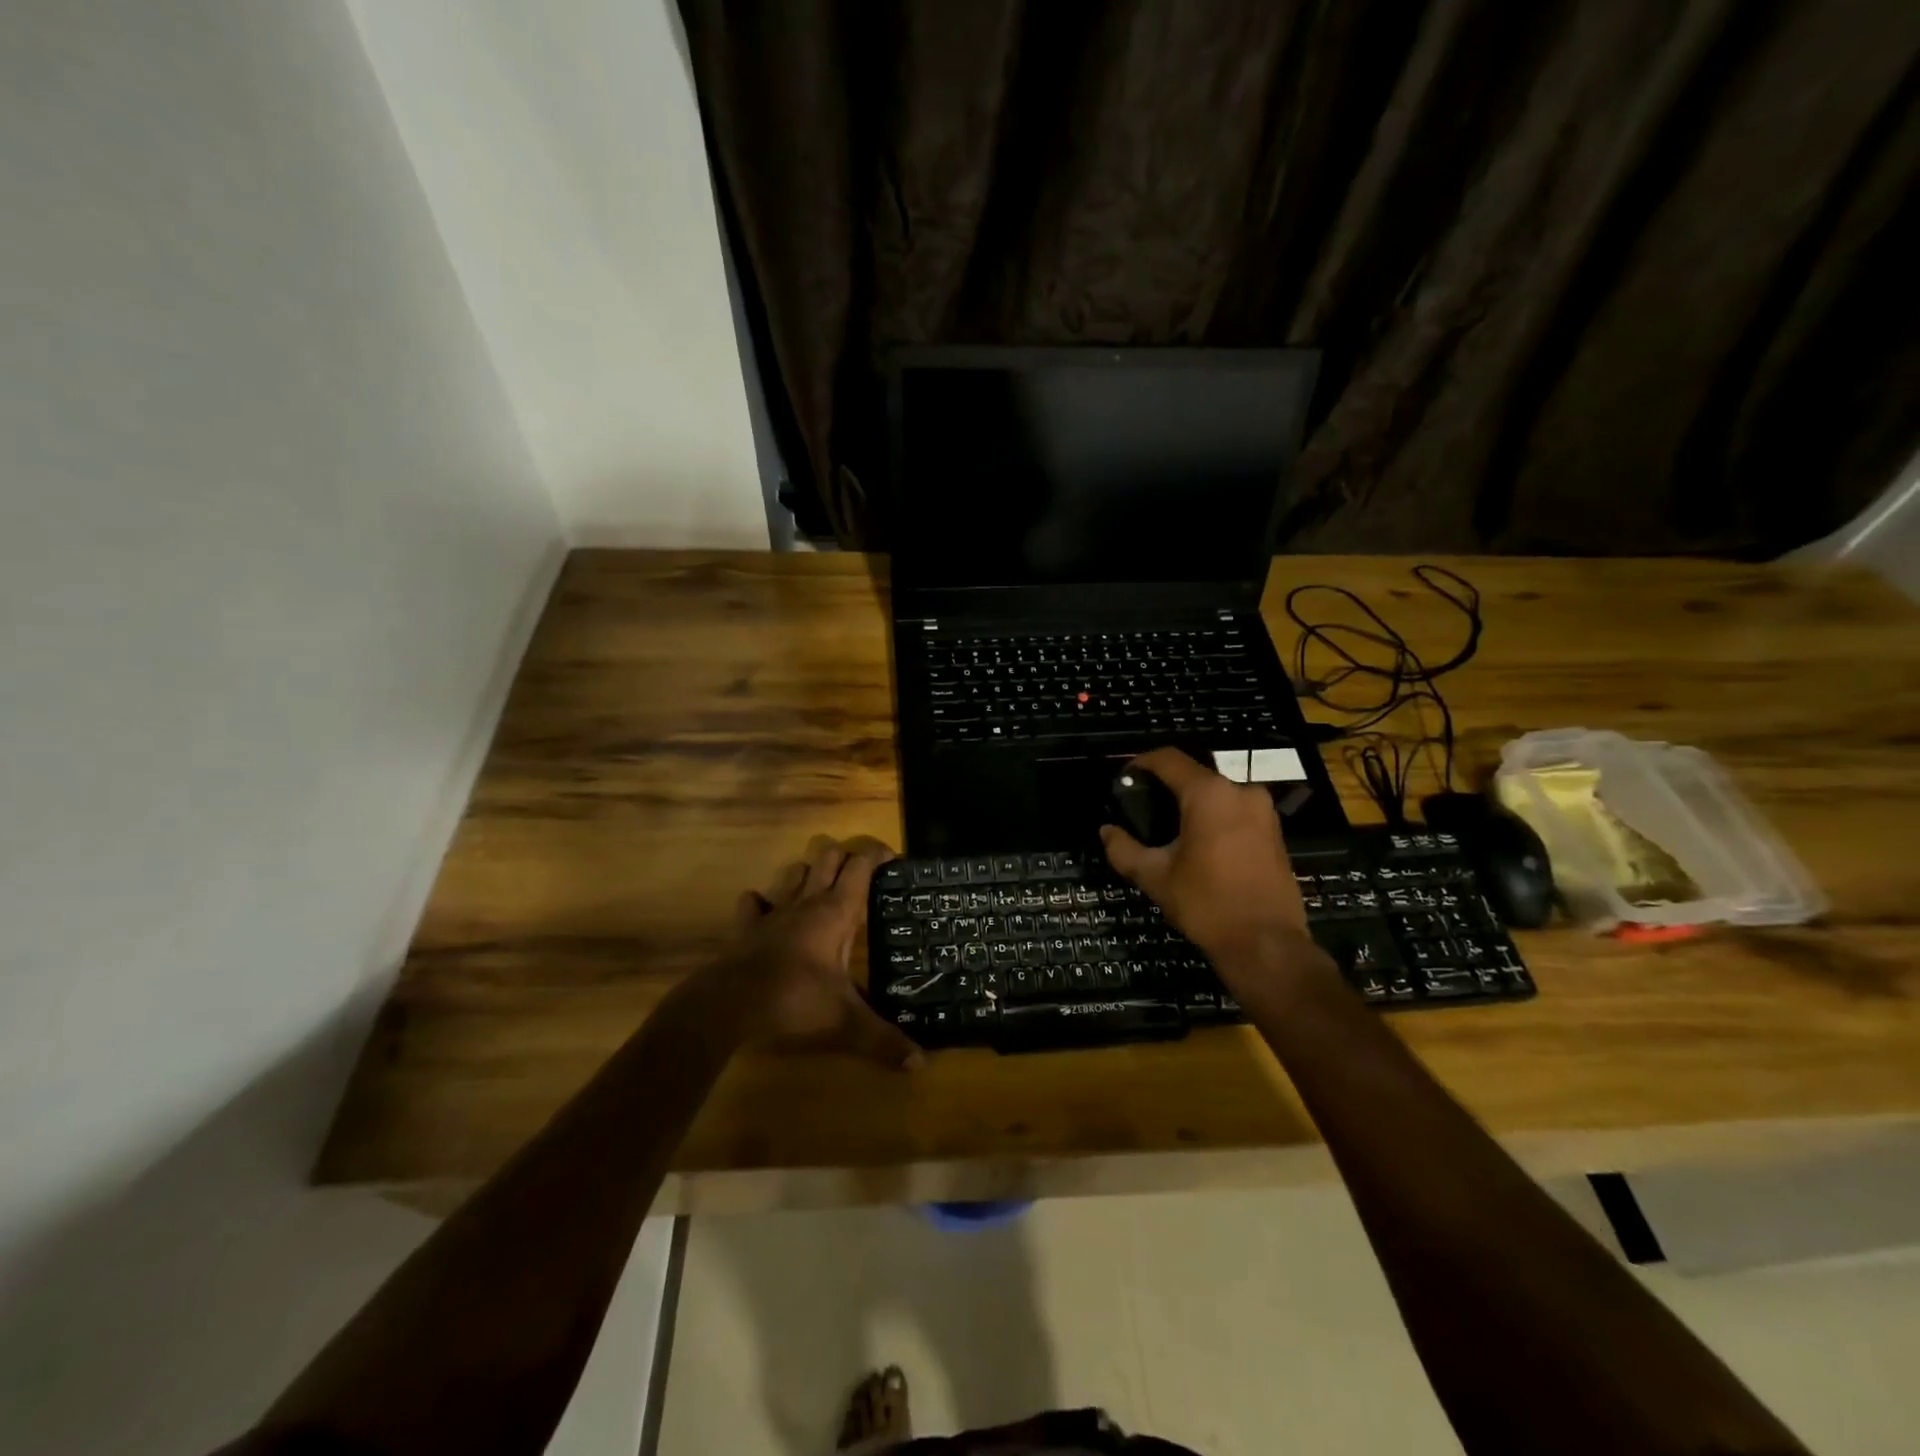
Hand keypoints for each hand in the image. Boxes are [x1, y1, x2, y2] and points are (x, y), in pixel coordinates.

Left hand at [721, 834, 923, 1069]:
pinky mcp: (747, 927)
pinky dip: (763, 902)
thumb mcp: (845, 1022)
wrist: (729, 1004)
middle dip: (845, 856)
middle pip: (827, 857)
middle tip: (862, 873)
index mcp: (836, 913)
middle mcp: (807, 902)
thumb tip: (920, 1064)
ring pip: (793, 872)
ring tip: (822, 887)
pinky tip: (768, 910)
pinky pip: (754, 902)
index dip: (877, 855)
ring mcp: (774, 912)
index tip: (893, 858)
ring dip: (808, 872)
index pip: (860, 866)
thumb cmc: (794, 1000)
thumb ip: (882, 1040)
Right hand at [1099, 748, 1326, 986]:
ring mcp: (1263, 811)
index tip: (1124, 777)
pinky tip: (1198, 843)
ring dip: (1192, 804)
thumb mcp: (1155, 877)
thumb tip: (1106, 831)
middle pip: (1194, 775)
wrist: (1266, 944)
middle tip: (1142, 808)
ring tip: (1168, 829)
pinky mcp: (1275, 832)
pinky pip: (1236, 811)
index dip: (1142, 762)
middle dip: (1166, 787)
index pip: (1169, 759)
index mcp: (1209, 794)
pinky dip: (1214, 818)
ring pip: (1217, 794)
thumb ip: (1124, 849)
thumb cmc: (1206, 904)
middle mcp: (1240, 791)